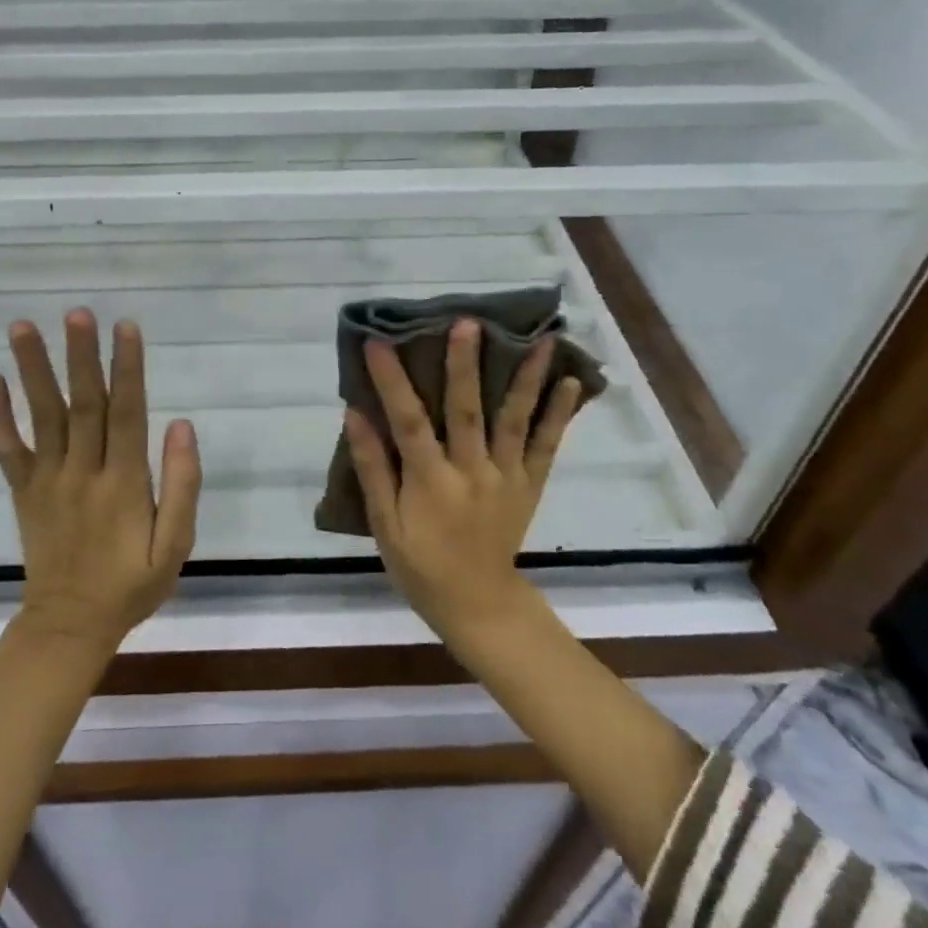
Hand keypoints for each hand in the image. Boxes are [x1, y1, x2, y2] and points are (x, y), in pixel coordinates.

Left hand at [0, 310, 201, 652]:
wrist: (68, 628)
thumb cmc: (130, 585)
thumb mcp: (174, 547)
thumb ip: (182, 486)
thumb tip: (182, 426)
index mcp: (123, 483)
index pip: (127, 413)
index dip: (127, 368)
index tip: (126, 326)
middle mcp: (82, 472)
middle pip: (82, 404)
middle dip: (80, 355)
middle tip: (76, 312)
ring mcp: (47, 480)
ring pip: (41, 416)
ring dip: (32, 369)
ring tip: (23, 327)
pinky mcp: (23, 491)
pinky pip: (7, 449)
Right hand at [344, 320, 583, 649]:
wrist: (479, 604)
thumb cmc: (421, 565)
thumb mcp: (385, 526)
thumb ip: (373, 469)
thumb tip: (356, 415)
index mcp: (431, 483)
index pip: (407, 423)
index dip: (392, 382)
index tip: (378, 343)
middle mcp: (472, 472)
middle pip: (467, 411)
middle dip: (465, 365)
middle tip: (468, 323)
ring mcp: (507, 476)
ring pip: (515, 420)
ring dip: (527, 378)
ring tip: (541, 340)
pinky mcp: (530, 484)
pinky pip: (547, 446)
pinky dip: (559, 415)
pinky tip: (570, 384)